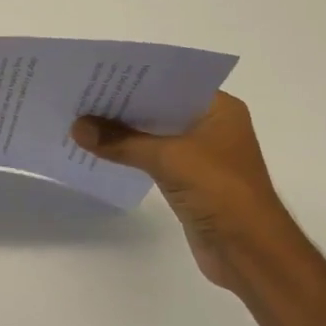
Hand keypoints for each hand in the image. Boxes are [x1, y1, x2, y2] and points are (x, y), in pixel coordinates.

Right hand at [72, 93, 293, 291]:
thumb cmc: (219, 191)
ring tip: (81, 120)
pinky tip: (99, 151)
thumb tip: (77, 127)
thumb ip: (121, 141)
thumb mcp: (168, 158)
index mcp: (219, 109)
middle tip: (81, 94)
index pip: (171, 82)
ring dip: (123, 131)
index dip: (135, 78)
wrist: (249, 252)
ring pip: (154, 134)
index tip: (99, 73)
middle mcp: (210, 126)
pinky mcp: (188, 181)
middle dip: (123, 104)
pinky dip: (129, 154)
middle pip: (159, 108)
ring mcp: (200, 155)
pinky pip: (152, 159)